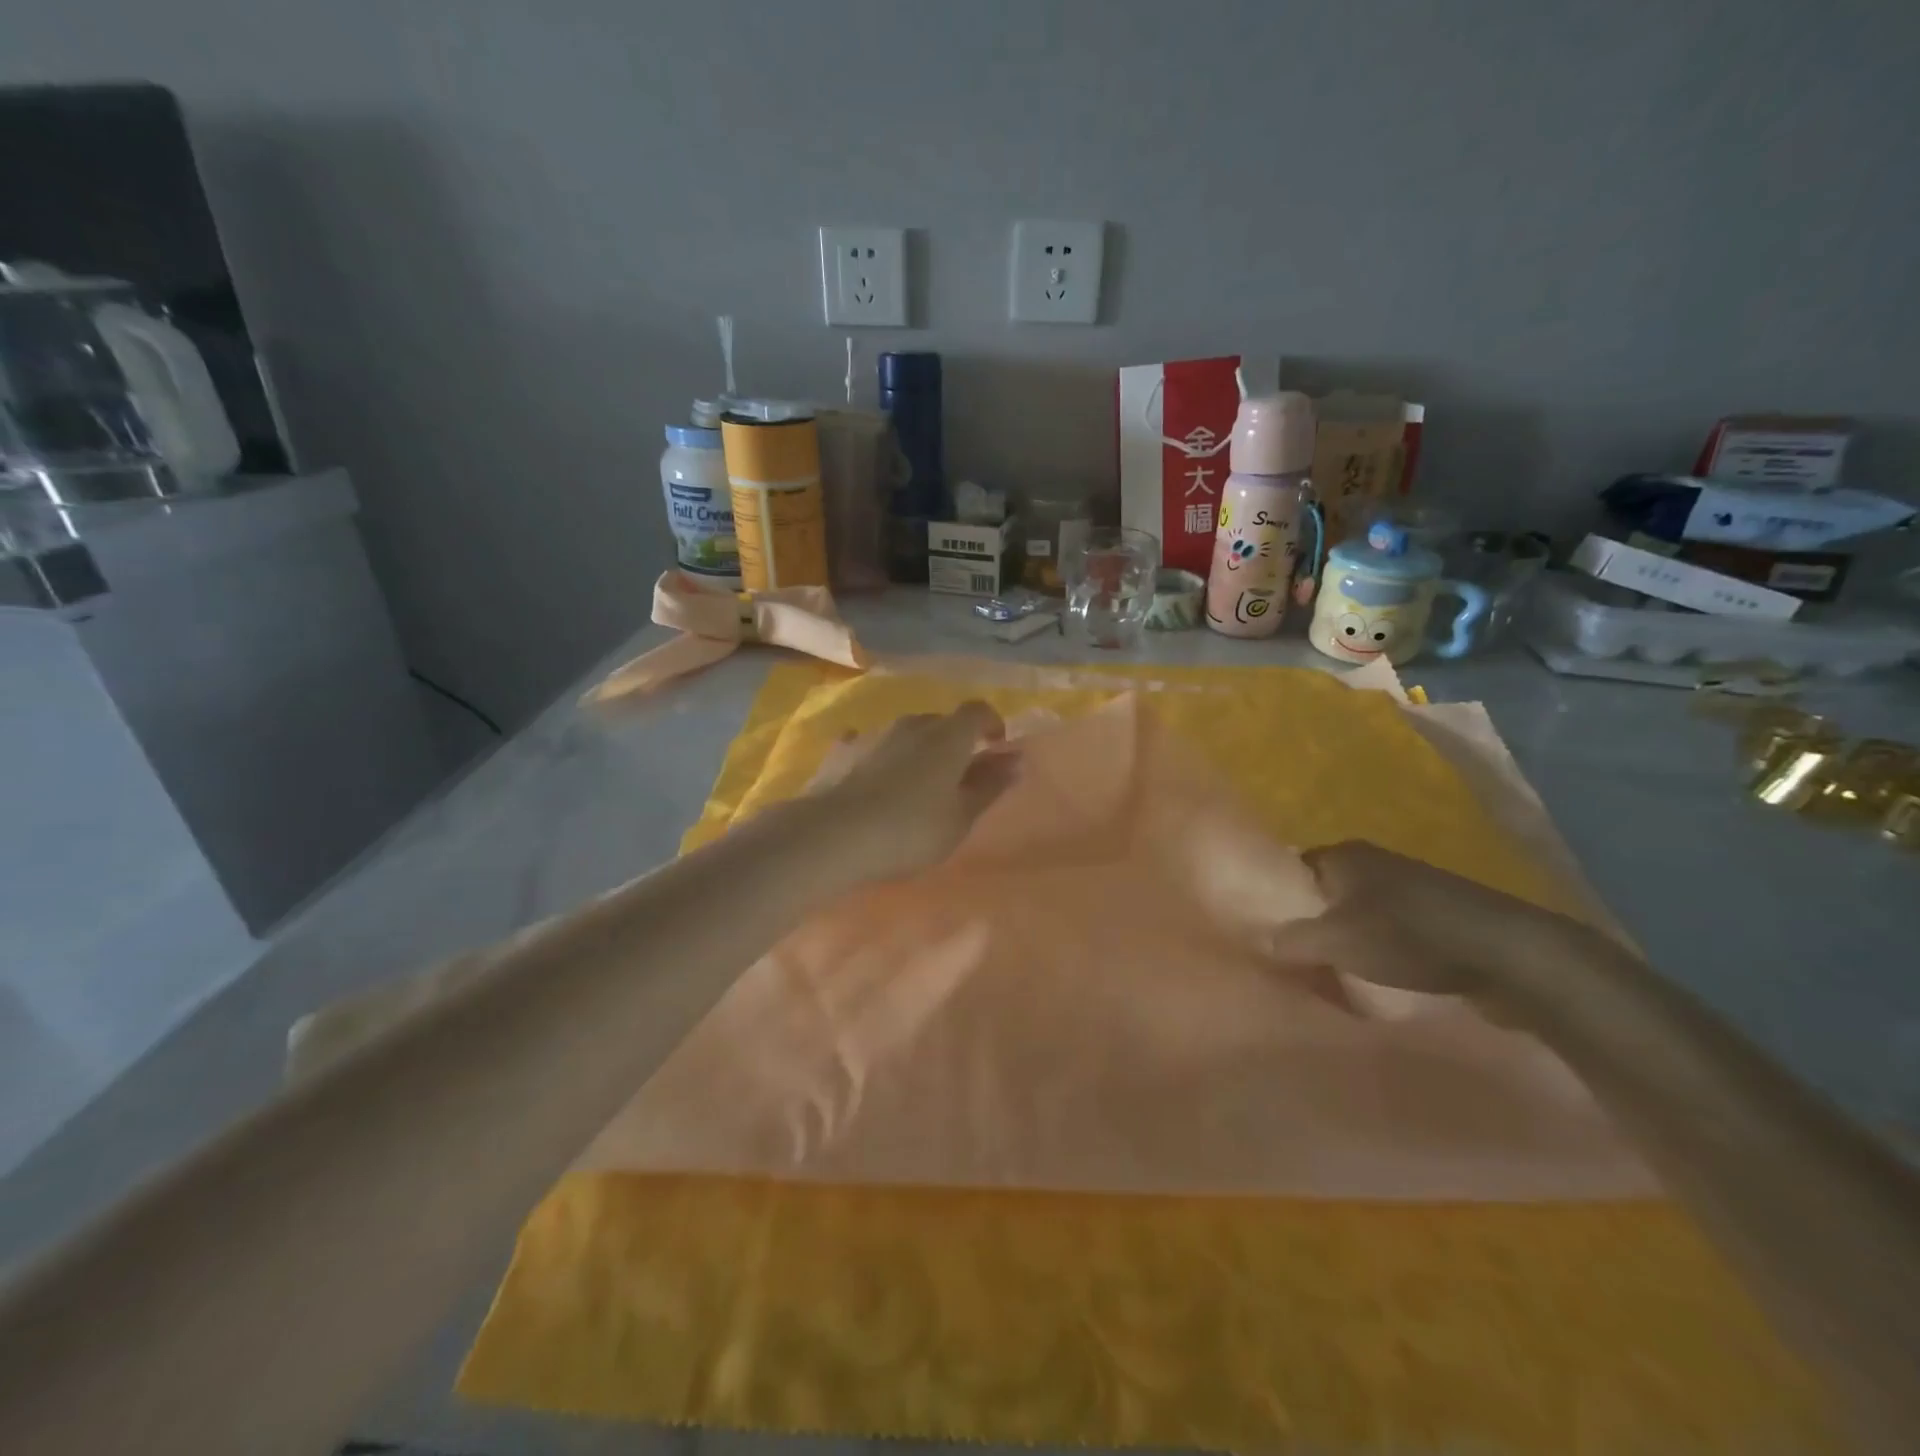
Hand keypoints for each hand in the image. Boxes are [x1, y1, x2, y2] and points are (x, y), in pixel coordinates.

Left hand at [807, 701, 1018, 880]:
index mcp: (948, 736)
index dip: (992, 724)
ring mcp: (874, 734)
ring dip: (918, 751)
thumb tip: (1016, 759)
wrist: (834, 835)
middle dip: (955, 742)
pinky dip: (880, 757)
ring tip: (917, 786)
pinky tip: (874, 780)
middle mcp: (912, 724)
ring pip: (906, 734)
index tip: (997, 747)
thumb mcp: (961, 816)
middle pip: (942, 722)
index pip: (978, 710)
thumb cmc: (911, 829)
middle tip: (958, 778)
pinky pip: (870, 745)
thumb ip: (989, 785)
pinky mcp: (842, 751)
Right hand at [1265, 841, 1608, 1010]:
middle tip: (1292, 956)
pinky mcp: (1439, 915)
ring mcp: (1410, 887)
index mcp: (1344, 855)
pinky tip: (1377, 977)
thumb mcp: (1336, 941)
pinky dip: (1380, 949)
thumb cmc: (1408, 935)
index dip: (1276, 896)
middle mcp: (1374, 861)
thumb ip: (1291, 940)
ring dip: (1347, 938)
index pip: (1293, 867)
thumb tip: (1260, 942)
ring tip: (1331, 972)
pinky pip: (1392, 929)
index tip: (1263, 929)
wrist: (1507, 953)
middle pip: (1326, 891)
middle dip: (1310, 921)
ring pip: (1359, 912)